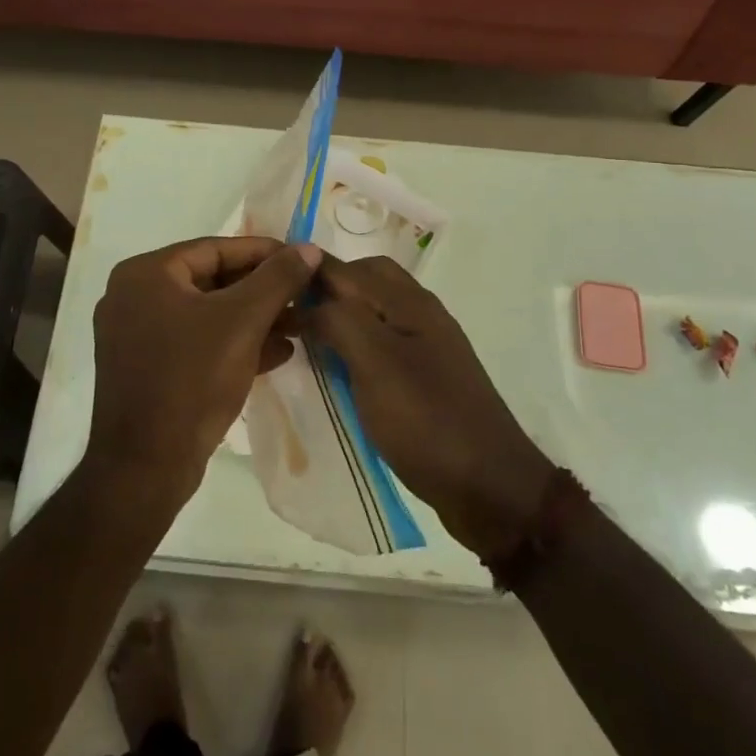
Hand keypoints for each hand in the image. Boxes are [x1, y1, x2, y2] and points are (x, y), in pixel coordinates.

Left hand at [88, 236, 320, 506]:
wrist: (146, 467)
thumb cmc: (192, 379)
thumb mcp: (242, 322)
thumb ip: (277, 279)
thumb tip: (308, 248)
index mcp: (146, 274)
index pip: (215, 249)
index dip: (264, 253)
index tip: (303, 260)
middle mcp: (134, 296)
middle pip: (212, 281)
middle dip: (262, 291)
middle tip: (304, 296)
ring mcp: (136, 335)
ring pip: (207, 314)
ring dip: (254, 319)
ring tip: (299, 326)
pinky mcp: (147, 368)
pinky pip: (196, 342)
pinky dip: (233, 343)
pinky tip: (277, 354)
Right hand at [305, 256, 555, 560]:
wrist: (490, 487)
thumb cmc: (427, 421)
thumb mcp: (375, 365)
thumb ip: (339, 321)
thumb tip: (307, 301)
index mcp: (409, 302)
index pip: (346, 268)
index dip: (306, 271)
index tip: (265, 288)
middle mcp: (420, 313)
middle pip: (365, 281)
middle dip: (326, 289)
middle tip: (289, 315)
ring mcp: (426, 346)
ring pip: (373, 312)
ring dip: (340, 317)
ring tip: (305, 342)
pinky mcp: (426, 377)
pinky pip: (382, 343)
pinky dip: (355, 346)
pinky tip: (337, 370)